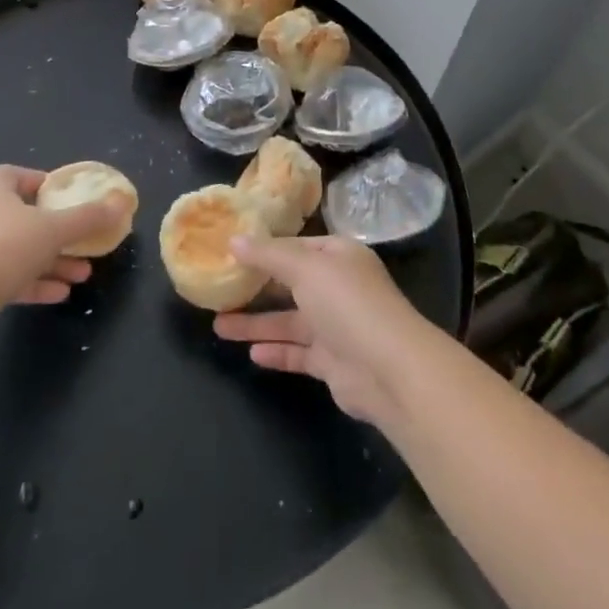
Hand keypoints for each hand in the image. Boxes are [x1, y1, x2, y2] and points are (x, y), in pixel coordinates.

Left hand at [0, 166, 119, 323]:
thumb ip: (88, 217)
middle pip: (22, 216)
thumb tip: (122, 201)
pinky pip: (11, 279)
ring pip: (20, 251)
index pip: (11, 174)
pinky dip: (36, 284)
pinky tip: (62, 295)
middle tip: (81, 238)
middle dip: (55, 229)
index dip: (34, 179)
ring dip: (52, 261)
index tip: (58, 193)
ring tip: (83, 273)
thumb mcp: (55, 229)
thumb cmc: (6, 247)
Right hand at [213, 234, 436, 425]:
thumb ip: (267, 254)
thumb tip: (233, 239)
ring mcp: (336, 326)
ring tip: (219, 326)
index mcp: (338, 256)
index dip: (264, 248)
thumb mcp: (304, 267)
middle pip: (290, 284)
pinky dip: (276, 351)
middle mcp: (338, 287)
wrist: (389, 370)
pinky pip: (298, 352)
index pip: (296, 245)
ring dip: (257, 323)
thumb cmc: (347, 303)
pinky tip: (250, 353)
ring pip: (289, 321)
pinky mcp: (333, 362)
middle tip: (219, 290)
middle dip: (256, 288)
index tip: (230, 251)